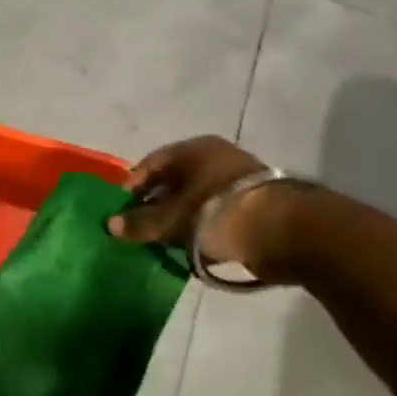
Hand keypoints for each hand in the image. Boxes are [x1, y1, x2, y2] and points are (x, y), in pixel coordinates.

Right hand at [108, 135, 292, 277]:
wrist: (285, 233)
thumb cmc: (219, 213)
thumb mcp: (172, 220)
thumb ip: (141, 222)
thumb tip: (111, 225)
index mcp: (196, 149)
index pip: (152, 162)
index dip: (133, 184)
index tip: (120, 208)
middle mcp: (217, 158)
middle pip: (174, 180)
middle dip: (154, 203)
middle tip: (138, 227)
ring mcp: (237, 181)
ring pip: (194, 198)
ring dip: (177, 217)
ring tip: (161, 240)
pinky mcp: (252, 206)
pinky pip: (213, 215)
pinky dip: (199, 227)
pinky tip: (189, 246)